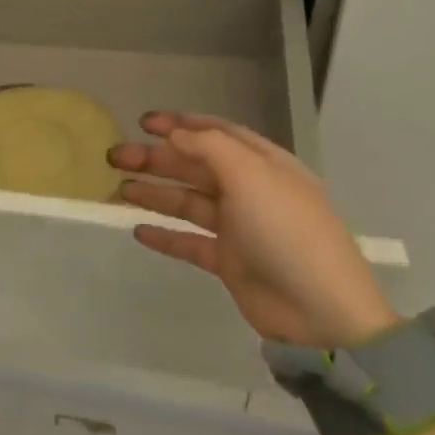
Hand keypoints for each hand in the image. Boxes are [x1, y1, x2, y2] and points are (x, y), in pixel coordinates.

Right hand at [110, 112, 398, 348]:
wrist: (319, 312)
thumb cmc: (286, 231)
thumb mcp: (251, 176)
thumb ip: (210, 147)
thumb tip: (176, 134)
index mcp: (263, 165)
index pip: (217, 134)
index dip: (180, 125)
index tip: (142, 122)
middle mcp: (250, 191)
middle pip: (195, 166)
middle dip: (156, 159)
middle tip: (115, 157)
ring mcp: (239, 228)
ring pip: (188, 202)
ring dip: (154, 193)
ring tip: (118, 190)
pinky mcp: (229, 261)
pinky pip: (189, 242)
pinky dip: (164, 235)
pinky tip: (137, 230)